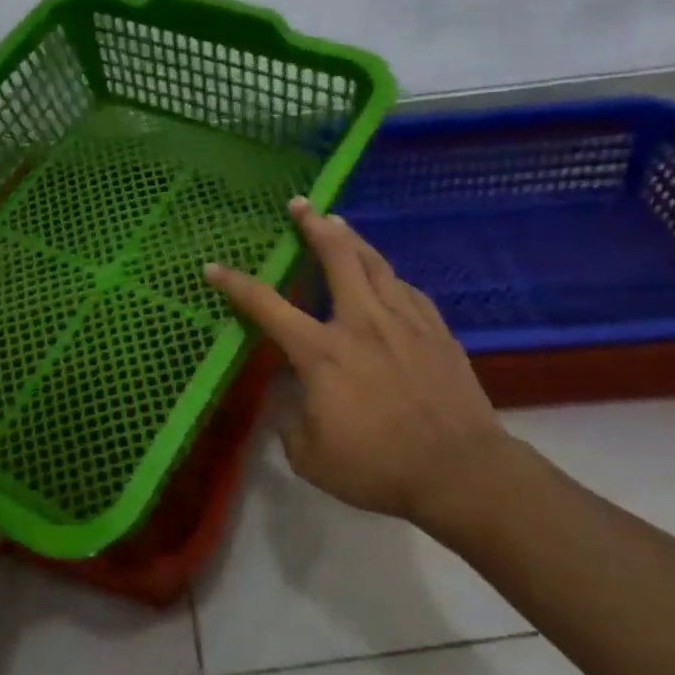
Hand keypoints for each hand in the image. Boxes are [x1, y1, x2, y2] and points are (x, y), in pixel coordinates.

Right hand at [206, 198, 509, 522]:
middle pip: (336, 257)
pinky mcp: (436, 330)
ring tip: (338, 223)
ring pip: (375, 263)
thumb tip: (294, 404)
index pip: (267, 306)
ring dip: (352, 239)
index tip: (214, 267)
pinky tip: (387, 278)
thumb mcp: (311, 458)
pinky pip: (407, 289)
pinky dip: (388, 277)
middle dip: (313, 225)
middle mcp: (361, 323)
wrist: (459, 470)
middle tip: (300, 204)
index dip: (235, 284)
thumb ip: (291, 424)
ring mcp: (404, 321)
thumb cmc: (378, 467)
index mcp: (322, 352)